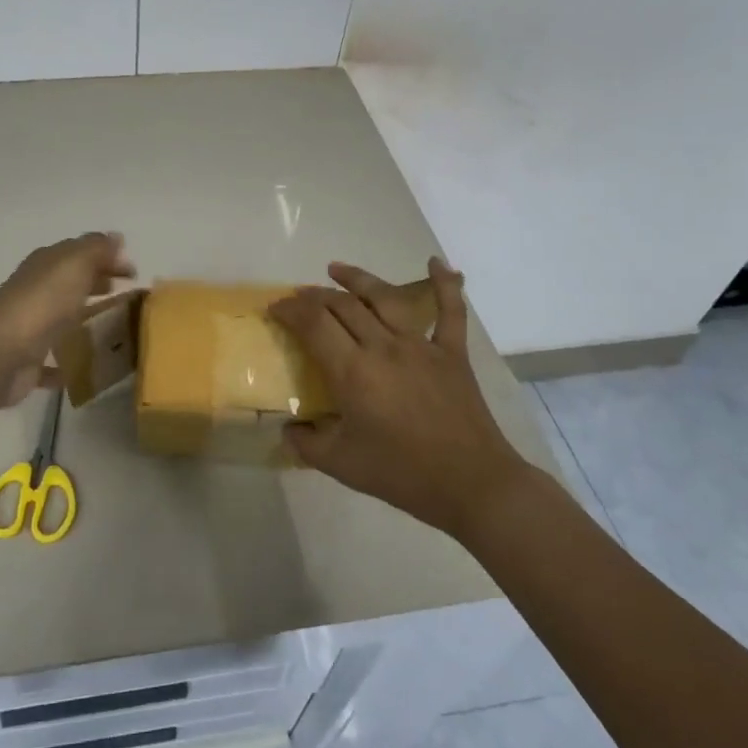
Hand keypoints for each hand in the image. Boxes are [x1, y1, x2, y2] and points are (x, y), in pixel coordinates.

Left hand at [0, 233, 135, 403]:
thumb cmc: (41, 305)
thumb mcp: (74, 265)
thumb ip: (96, 250)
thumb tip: (116, 237)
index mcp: (46, 264)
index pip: (81, 252)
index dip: (107, 256)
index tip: (134, 272)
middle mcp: (35, 290)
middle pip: (71, 282)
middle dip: (97, 282)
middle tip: (127, 294)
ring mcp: (29, 326)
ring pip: (61, 316)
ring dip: (82, 317)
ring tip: (113, 327)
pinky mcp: (27, 360)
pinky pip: (50, 358)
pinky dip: (64, 361)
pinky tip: (81, 368)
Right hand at [269, 258, 527, 537]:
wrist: (472, 485)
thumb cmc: (403, 475)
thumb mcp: (342, 465)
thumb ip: (306, 443)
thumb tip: (287, 428)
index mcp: (353, 372)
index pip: (313, 324)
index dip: (290, 310)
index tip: (276, 309)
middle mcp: (383, 347)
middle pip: (343, 305)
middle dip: (315, 296)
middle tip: (299, 299)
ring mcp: (420, 345)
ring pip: (384, 297)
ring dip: (357, 278)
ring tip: (336, 269)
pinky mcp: (452, 352)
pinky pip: (450, 311)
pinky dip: (445, 283)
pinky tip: (435, 262)